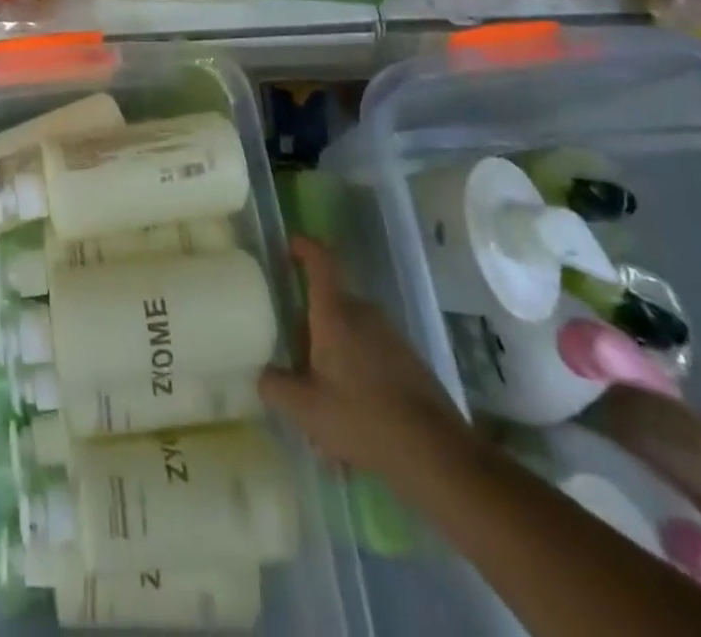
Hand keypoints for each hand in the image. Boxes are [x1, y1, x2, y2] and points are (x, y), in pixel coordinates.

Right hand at [259, 236, 469, 477]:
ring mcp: (392, 337)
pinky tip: (354, 416)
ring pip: (351, 332)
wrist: (438, 455)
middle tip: (294, 359)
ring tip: (323, 401)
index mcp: (335, 314)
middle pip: (330, 304)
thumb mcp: (305, 409)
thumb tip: (262, 375)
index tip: (288, 244)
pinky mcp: (411, 362)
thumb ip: (274, 386)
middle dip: (310, 326)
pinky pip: (372, 354)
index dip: (303, 247)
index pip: (320, 261)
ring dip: (334, 355)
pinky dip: (357, 372)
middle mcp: (364, 314)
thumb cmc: (362, 419)